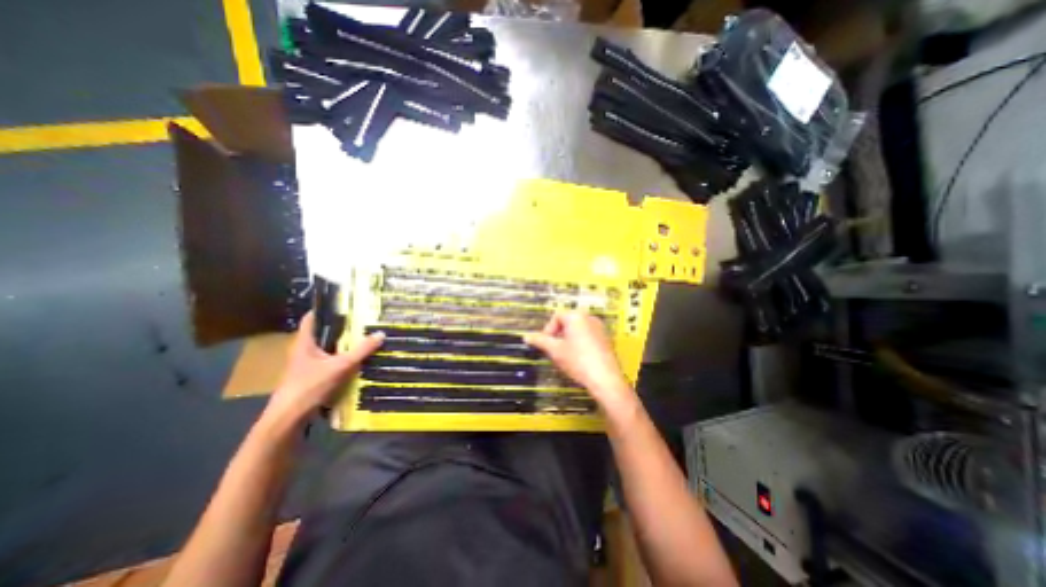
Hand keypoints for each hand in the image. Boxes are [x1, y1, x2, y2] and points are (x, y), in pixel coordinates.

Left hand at [261, 312, 382, 430]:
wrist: (289, 418)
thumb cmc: (310, 386)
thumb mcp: (341, 366)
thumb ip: (361, 350)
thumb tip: (380, 333)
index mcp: (305, 343)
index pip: (311, 318)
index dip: (324, 309)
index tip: (343, 303)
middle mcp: (303, 351)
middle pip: (322, 333)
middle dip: (341, 327)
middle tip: (361, 321)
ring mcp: (306, 365)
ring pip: (327, 349)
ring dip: (342, 344)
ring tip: (363, 338)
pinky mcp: (311, 377)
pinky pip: (329, 362)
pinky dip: (341, 359)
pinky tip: (356, 361)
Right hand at [520, 312, 627, 407]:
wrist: (605, 379)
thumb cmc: (578, 361)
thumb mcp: (555, 351)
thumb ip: (540, 341)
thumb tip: (527, 336)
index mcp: (576, 316)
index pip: (556, 317)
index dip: (548, 330)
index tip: (545, 344)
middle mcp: (589, 318)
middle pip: (567, 322)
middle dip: (558, 335)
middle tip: (554, 350)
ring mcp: (600, 328)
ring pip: (578, 330)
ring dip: (568, 340)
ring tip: (565, 356)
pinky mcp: (606, 339)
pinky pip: (588, 336)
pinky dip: (580, 344)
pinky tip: (578, 359)